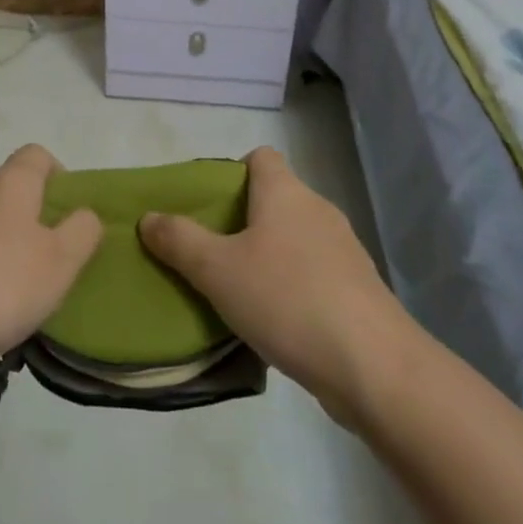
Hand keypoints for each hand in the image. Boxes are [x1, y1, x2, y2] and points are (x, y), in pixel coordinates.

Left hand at [0, 145, 102, 380]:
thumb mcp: (60, 262)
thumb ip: (82, 231)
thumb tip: (84, 214)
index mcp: (10, 183)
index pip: (36, 155)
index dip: (57, 176)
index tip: (68, 215)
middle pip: (8, 190)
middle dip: (31, 220)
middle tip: (47, 264)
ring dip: (0, 248)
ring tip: (12, 297)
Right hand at [139, 146, 413, 425]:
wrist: (374, 367)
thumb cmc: (287, 299)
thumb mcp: (217, 270)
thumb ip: (178, 240)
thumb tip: (148, 217)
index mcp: (285, 193)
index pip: (260, 157)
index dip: (231, 172)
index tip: (208, 205)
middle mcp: (317, 210)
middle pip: (274, 198)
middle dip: (241, 220)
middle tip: (209, 251)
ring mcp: (344, 250)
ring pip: (294, 238)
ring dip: (267, 255)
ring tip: (236, 289)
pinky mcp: (357, 289)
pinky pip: (313, 272)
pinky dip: (292, 285)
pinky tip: (274, 319)